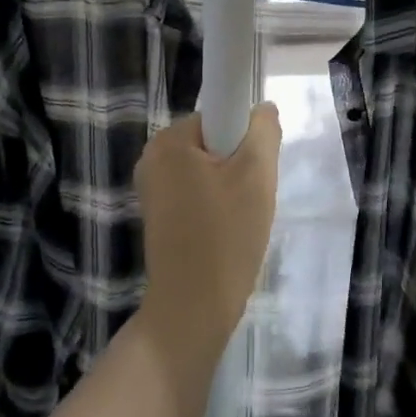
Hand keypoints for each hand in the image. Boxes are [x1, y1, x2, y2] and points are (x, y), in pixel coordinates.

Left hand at [135, 105, 281, 361]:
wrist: (193, 307)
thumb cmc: (226, 235)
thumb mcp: (257, 175)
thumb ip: (264, 131)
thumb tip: (263, 109)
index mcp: (169, 140)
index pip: (219, 115)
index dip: (244, 137)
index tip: (254, 170)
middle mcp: (152, 158)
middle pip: (214, 143)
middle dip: (239, 165)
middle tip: (251, 198)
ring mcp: (152, 189)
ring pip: (209, 170)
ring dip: (231, 188)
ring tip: (240, 219)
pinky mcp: (158, 215)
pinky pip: (197, 193)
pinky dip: (216, 206)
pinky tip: (225, 232)